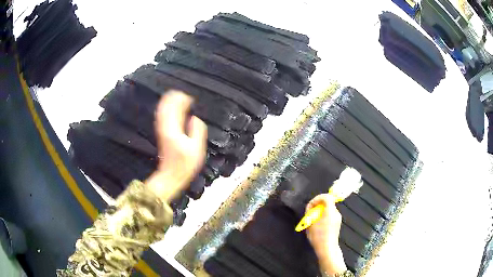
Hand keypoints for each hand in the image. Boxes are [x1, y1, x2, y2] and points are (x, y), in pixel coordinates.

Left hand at [146, 91, 206, 202]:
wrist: (170, 175)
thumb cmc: (185, 164)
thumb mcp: (196, 149)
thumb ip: (197, 131)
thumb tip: (195, 118)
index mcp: (174, 130)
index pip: (175, 109)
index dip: (182, 100)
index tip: (190, 98)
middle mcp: (165, 127)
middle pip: (166, 106)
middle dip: (174, 98)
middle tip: (184, 95)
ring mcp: (161, 130)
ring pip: (162, 110)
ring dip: (169, 102)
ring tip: (177, 96)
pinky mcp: (161, 133)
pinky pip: (161, 116)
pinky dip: (165, 109)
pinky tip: (170, 107)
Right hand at [306, 194, 346, 275]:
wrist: (327, 249)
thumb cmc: (318, 236)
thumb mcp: (310, 224)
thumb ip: (310, 213)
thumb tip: (310, 207)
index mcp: (330, 211)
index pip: (327, 197)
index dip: (318, 198)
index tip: (311, 205)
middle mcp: (336, 213)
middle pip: (328, 203)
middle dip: (318, 206)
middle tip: (310, 213)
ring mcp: (338, 218)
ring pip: (328, 209)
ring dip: (320, 211)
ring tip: (312, 220)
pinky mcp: (337, 223)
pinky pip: (330, 215)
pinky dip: (324, 216)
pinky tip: (318, 225)